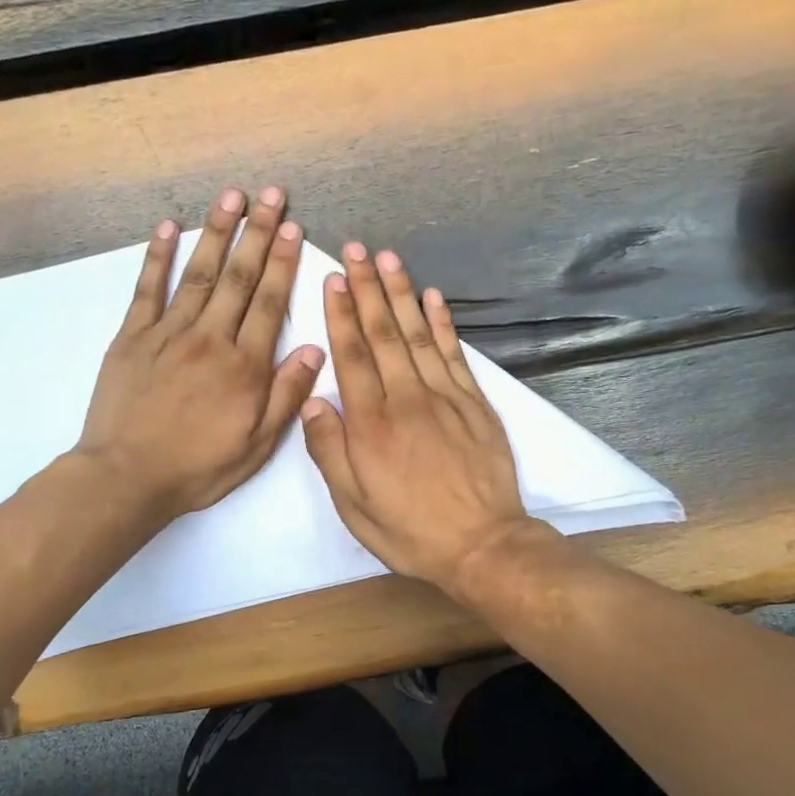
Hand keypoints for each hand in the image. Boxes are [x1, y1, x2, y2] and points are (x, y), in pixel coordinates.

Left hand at [75, 187, 322, 519]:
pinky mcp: (132, 337)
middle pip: (238, 277)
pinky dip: (158, 257)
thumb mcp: (256, 445)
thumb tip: (315, 350)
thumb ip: (286, 395)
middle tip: (272, 195)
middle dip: (258, 233)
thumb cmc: (198, 467)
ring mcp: (167, 333)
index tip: (294, 229)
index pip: (269, 303)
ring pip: (198, 273)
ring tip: (232, 196)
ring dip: (216, 231)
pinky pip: (147, 289)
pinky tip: (168, 228)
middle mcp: (209, 339)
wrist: (127, 477)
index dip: (283, 263)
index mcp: (243, 366)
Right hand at [300, 243, 539, 591]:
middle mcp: (406, 399)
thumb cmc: (411, 530)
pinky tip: (432, 298)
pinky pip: (454, 353)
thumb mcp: (354, 506)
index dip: (341, 315)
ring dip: (401, 294)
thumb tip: (311, 403)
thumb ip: (330, 452)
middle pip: (383, 335)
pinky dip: (442, 323)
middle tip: (356, 251)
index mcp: (371, 425)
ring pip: (417, 335)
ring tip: (388, 259)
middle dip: (367, 289)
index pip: (352, 356)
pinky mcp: (474, 403)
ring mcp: (445, 397)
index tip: (333, 279)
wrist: (482, 545)